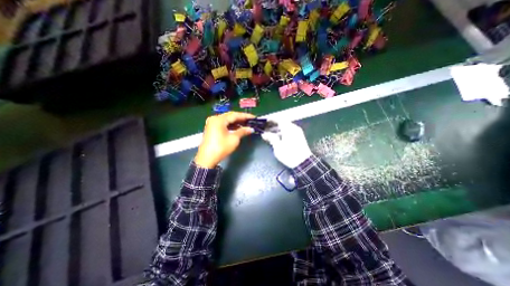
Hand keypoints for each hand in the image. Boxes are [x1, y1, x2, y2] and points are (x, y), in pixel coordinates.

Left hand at [193, 112, 254, 168]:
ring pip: (227, 120)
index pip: (235, 115)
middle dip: (241, 118)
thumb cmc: (221, 148)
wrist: (207, 159)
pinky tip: (238, 128)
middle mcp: (214, 119)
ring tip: (246, 125)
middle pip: (230, 116)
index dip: (245, 116)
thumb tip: (251, 129)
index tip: (254, 117)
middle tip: (250, 121)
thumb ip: (242, 131)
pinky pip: (223, 124)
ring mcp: (212, 123)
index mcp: (219, 119)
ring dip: (236, 122)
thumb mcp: (234, 139)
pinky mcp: (211, 128)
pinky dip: (230, 126)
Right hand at [262, 120, 310, 167]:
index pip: (279, 119)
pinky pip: (289, 131)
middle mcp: (294, 128)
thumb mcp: (278, 147)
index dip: (272, 119)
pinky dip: (282, 132)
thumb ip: (271, 138)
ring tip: (270, 134)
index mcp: (288, 129)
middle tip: (266, 128)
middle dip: (273, 125)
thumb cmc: (289, 154)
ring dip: (278, 129)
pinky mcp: (299, 137)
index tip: (265, 121)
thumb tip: (264, 134)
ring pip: (286, 127)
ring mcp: (298, 132)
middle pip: (282, 123)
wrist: (303, 163)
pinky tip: (278, 138)